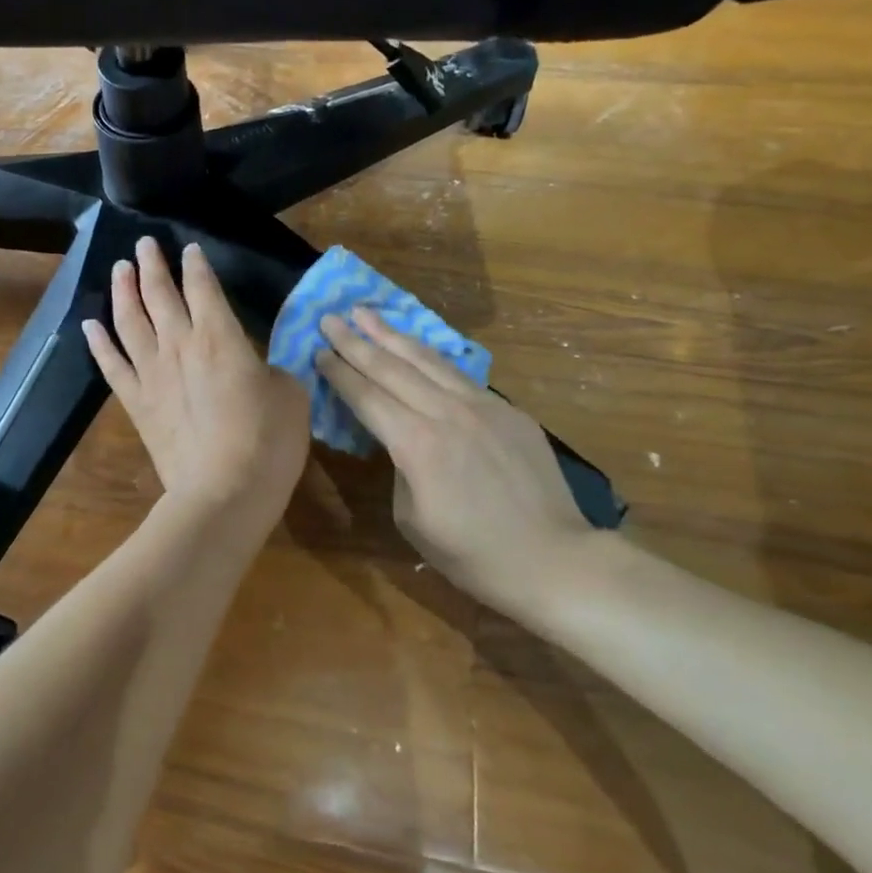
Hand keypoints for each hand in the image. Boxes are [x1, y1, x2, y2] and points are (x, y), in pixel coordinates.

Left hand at [83, 237, 310, 512]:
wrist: (224, 493)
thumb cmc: (268, 442)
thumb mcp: (290, 394)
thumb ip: (272, 369)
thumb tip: (260, 366)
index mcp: (220, 336)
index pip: (203, 286)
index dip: (196, 265)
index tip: (189, 249)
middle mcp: (179, 344)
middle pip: (159, 294)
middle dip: (152, 265)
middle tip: (144, 245)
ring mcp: (152, 373)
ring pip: (130, 320)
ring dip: (123, 291)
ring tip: (119, 268)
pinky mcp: (136, 402)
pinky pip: (111, 364)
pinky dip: (99, 342)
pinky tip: (90, 324)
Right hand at [317, 307, 596, 610]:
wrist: (553, 559)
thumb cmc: (473, 553)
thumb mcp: (412, 519)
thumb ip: (400, 468)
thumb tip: (402, 441)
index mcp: (416, 443)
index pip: (367, 397)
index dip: (339, 373)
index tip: (318, 350)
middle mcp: (446, 412)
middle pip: (392, 368)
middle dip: (356, 341)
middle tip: (330, 318)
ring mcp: (482, 406)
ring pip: (428, 360)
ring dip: (393, 335)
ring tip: (367, 313)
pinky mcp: (508, 411)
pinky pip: (460, 375)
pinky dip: (432, 357)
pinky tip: (418, 349)